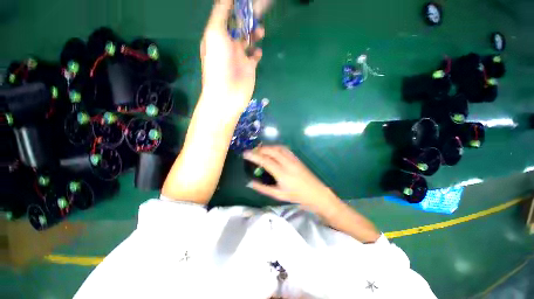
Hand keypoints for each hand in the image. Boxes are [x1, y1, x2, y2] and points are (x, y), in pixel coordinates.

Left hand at [200, 0, 264, 111]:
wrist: (227, 94)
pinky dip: (257, 52)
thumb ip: (221, 13)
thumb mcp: (215, 33)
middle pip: (239, 27)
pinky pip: (254, 56)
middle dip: (247, 20)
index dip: (235, 8)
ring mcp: (240, 57)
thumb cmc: (218, 63)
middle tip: (256, 14)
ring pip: (248, 40)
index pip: (226, 16)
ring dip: (254, 34)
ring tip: (259, 31)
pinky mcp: (249, 68)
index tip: (245, 3)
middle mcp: (228, 45)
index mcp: (217, 36)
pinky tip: (257, 52)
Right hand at [243, 145, 340, 211]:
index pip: (265, 161)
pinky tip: (272, 150)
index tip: (245, 153)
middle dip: (260, 149)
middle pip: (271, 151)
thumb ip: (263, 188)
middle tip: (252, 151)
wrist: (316, 193)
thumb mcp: (278, 195)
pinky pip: (285, 149)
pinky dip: (276, 147)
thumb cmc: (297, 196)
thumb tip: (250, 183)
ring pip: (278, 148)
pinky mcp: (297, 158)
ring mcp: (293, 159)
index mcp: (282, 174)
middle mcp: (287, 163)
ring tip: (260, 150)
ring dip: (268, 147)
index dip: (254, 156)